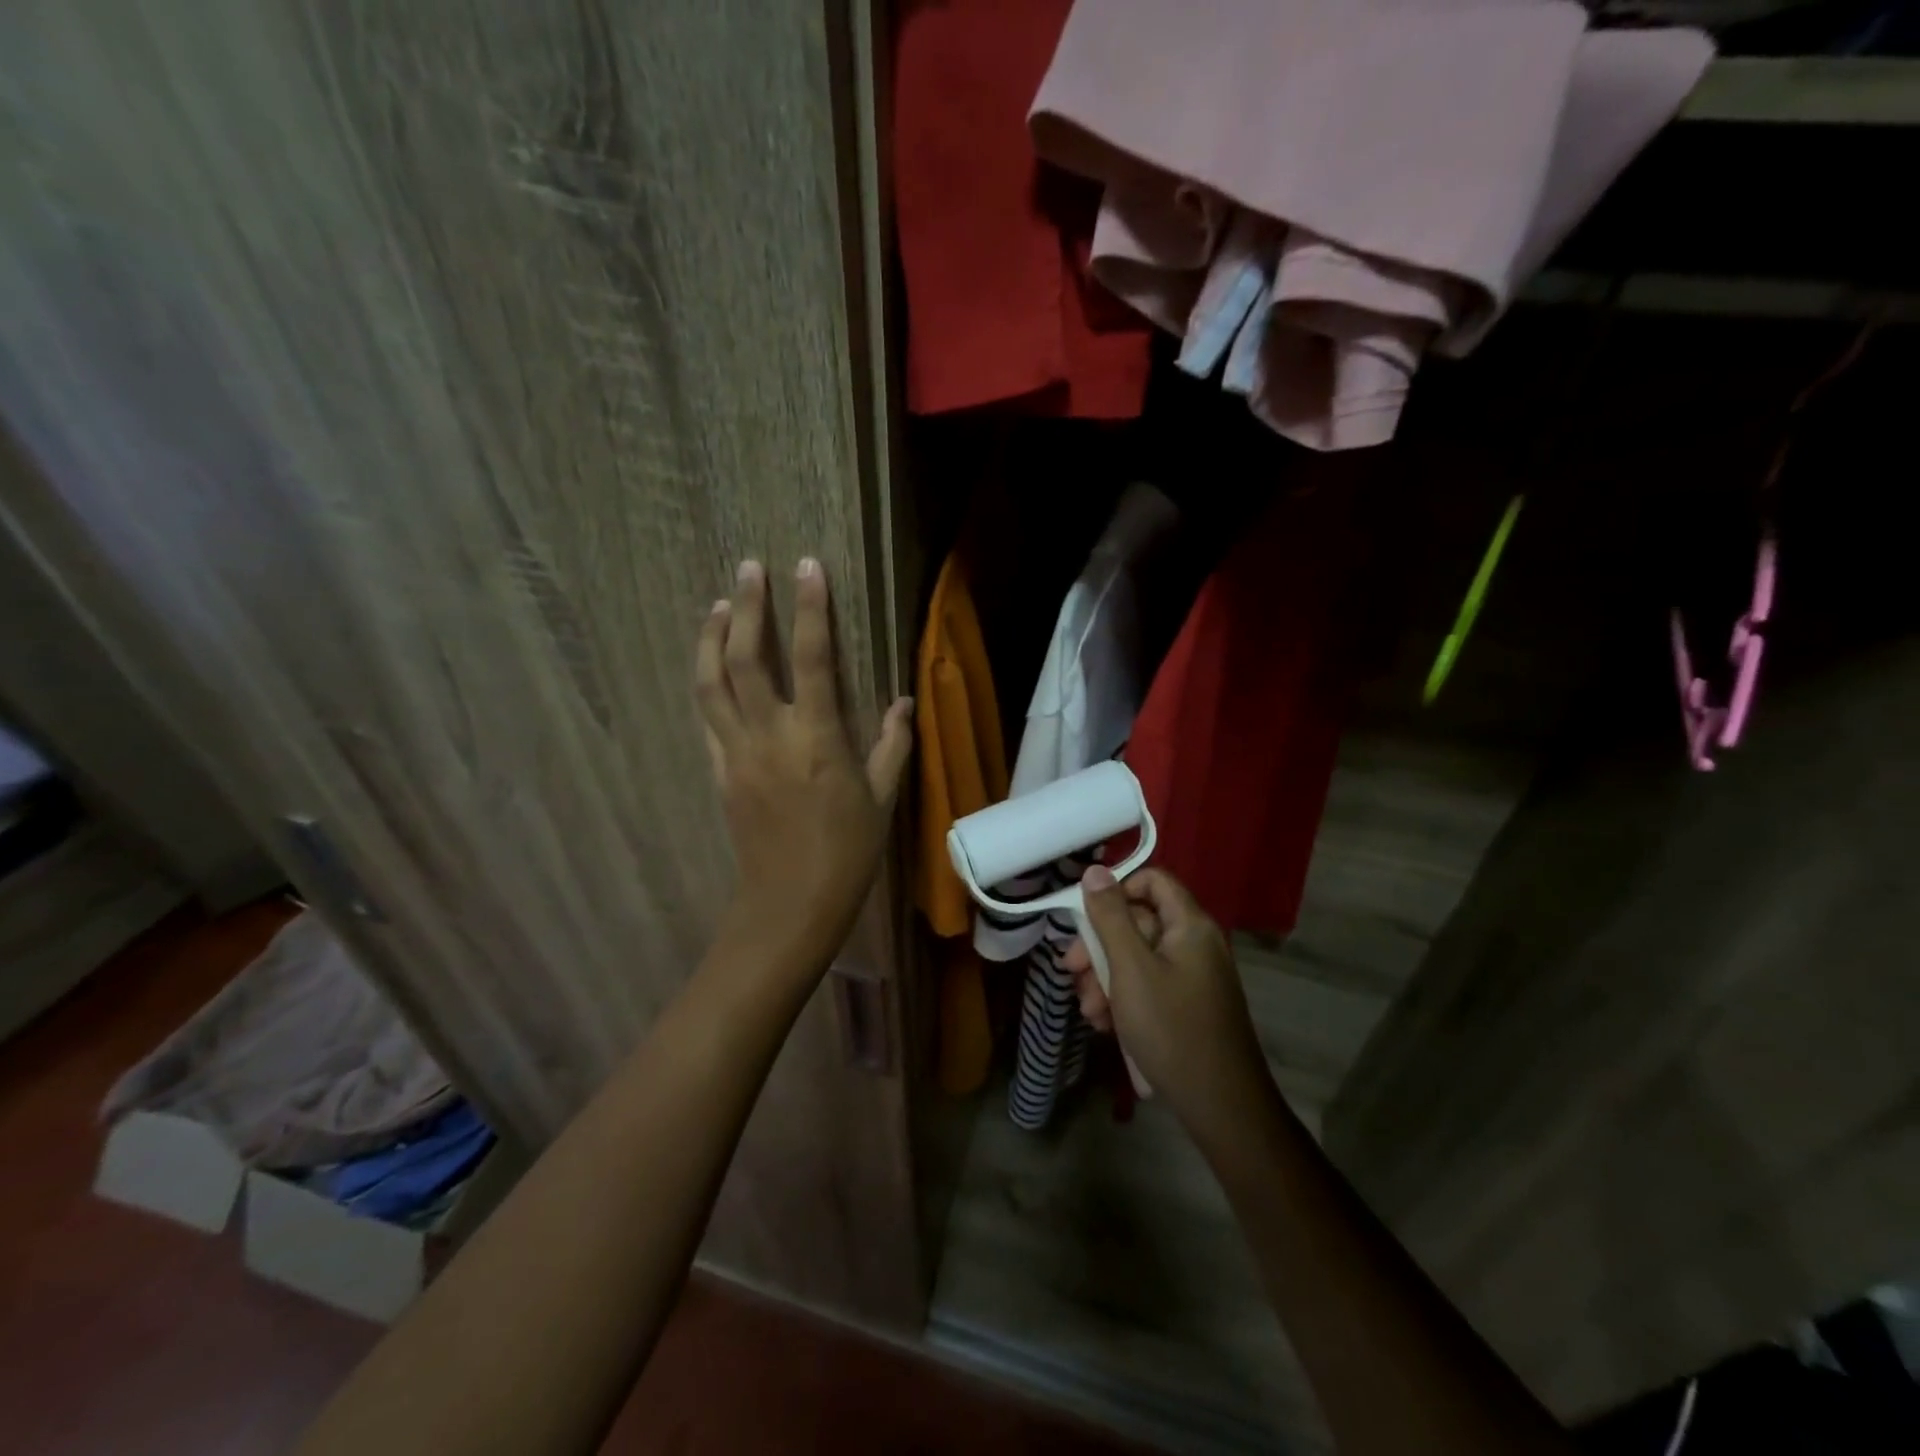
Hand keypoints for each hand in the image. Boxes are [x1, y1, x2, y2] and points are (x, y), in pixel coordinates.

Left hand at [695, 557, 911, 974]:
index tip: (807, 566)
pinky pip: (707, 717)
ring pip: (711, 683)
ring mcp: (737, 753)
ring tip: (720, 605)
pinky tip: (712, 666)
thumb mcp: (882, 799)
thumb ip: (892, 745)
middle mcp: (770, 736)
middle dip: (748, 607)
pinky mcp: (720, 772)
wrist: (790, 903)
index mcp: (817, 739)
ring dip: (713, 638)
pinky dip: (707, 683)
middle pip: (746, 659)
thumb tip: (903, 701)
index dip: (810, 608)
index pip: (813, 658)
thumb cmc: (847, 853)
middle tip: (749, 567)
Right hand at [1065, 866, 1273, 1146]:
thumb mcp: (1130, 969)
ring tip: (1089, 1011)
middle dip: (1099, 947)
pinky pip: (1148, 986)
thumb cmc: (1171, 1028)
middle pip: (1139, 922)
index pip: (1152, 880)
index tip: (1086, 919)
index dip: (1117, 891)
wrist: (1220, 1106)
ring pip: (1137, 958)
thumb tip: (1095, 870)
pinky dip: (1124, 999)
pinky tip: (1106, 1025)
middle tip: (1071, 972)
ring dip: (1105, 978)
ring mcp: (1193, 977)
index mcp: (1189, 925)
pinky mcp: (1187, 1006)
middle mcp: (1194, 944)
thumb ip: (1110, 917)